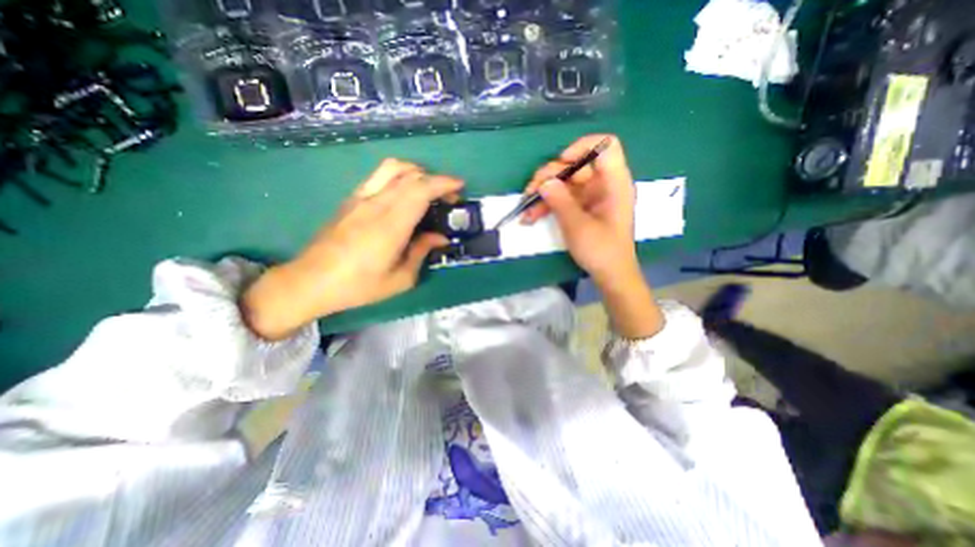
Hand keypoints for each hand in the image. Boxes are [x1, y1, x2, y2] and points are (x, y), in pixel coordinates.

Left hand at [240, 158, 460, 339]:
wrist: (311, 281)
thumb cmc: (359, 286)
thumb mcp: (400, 279)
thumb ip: (422, 252)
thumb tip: (440, 238)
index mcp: (390, 225)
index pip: (420, 189)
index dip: (443, 183)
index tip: (459, 187)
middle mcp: (376, 204)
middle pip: (410, 174)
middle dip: (435, 180)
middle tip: (447, 198)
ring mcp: (360, 198)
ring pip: (392, 168)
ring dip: (416, 173)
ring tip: (427, 190)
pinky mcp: (351, 200)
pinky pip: (379, 177)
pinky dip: (399, 178)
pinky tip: (404, 196)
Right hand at [526, 133, 663, 337]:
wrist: (610, 274)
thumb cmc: (601, 250)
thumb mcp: (578, 226)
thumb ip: (560, 201)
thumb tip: (544, 182)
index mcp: (614, 183)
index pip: (605, 146)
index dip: (582, 147)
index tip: (561, 163)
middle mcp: (603, 184)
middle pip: (576, 165)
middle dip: (551, 175)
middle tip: (531, 190)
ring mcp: (591, 196)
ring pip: (565, 183)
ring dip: (544, 192)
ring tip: (526, 208)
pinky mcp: (582, 207)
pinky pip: (563, 198)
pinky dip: (548, 204)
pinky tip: (531, 216)